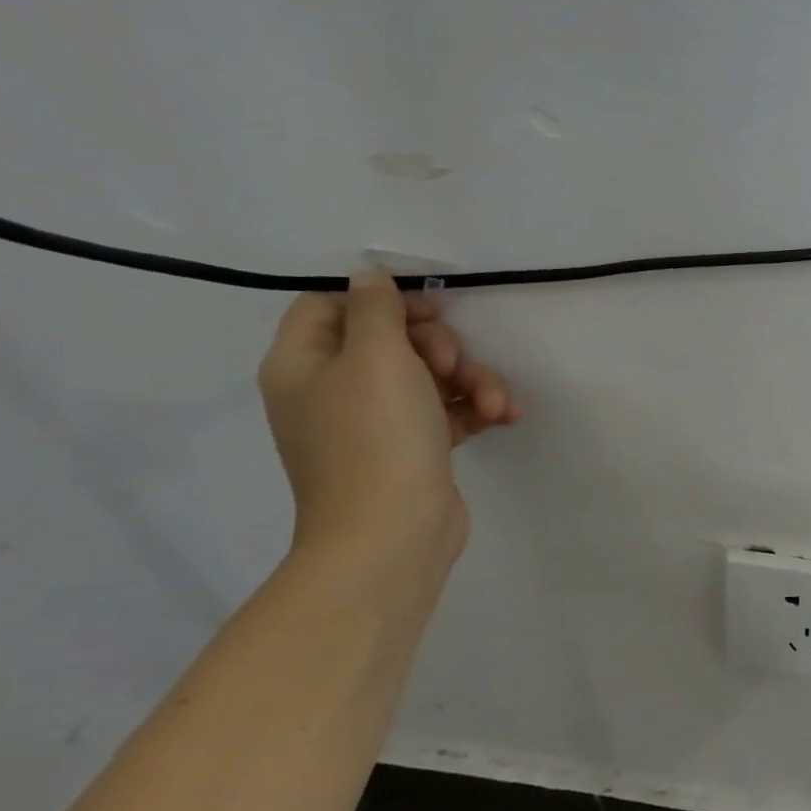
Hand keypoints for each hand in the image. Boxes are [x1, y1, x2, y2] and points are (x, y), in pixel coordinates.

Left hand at [257, 273, 521, 563]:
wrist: (392, 533)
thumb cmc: (377, 436)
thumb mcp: (377, 358)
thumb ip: (375, 309)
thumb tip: (369, 276)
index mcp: (304, 364)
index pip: (330, 306)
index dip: (381, 300)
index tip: (427, 310)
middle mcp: (332, 390)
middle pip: (391, 340)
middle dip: (441, 346)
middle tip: (455, 362)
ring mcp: (374, 422)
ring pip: (429, 376)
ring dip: (472, 380)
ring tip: (496, 401)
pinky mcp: (412, 447)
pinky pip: (446, 410)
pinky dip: (475, 408)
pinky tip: (505, 415)